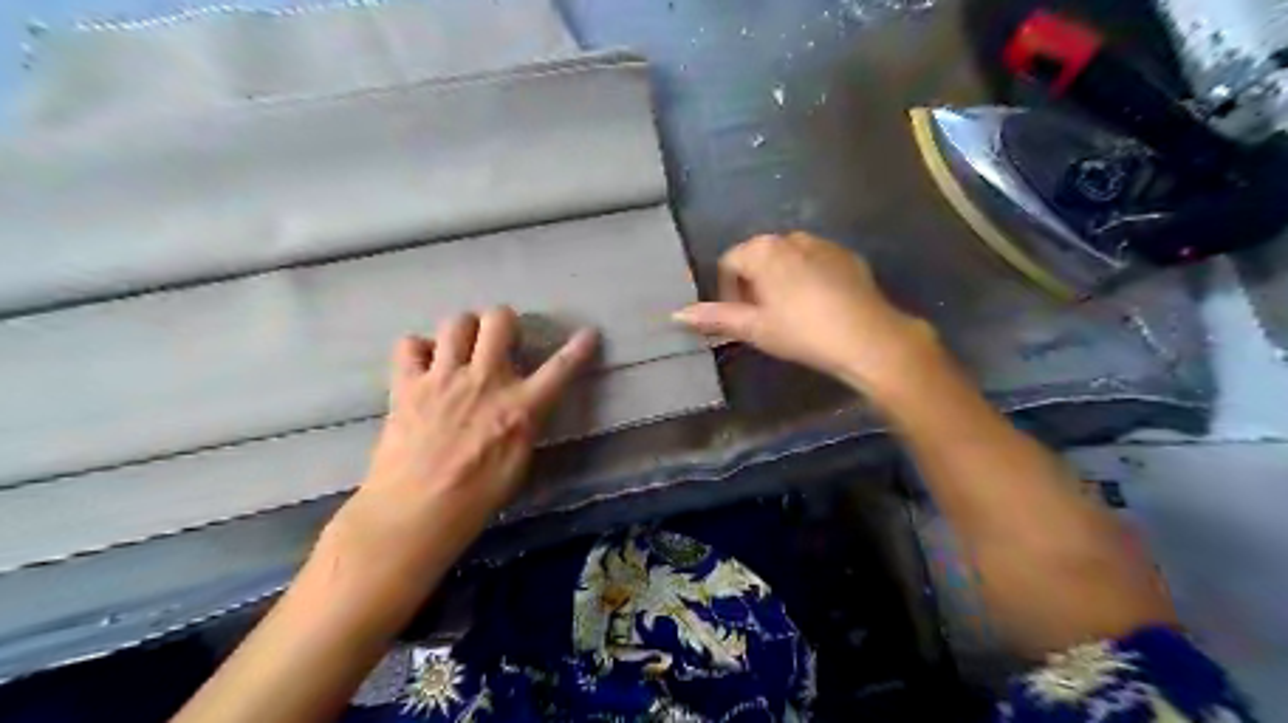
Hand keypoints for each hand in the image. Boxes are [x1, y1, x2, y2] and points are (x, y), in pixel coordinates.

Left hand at [325, 307, 600, 585]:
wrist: (415, 512)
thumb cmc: (475, 498)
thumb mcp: (518, 463)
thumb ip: (524, 425)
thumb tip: (524, 408)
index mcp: (520, 407)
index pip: (560, 369)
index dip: (578, 349)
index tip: (588, 333)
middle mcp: (485, 381)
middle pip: (499, 319)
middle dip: (504, 322)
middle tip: (501, 342)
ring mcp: (443, 378)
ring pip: (456, 322)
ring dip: (465, 331)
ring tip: (462, 350)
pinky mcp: (408, 384)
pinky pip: (410, 345)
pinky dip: (418, 351)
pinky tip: (424, 367)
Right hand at [675, 234, 936, 398]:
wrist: (867, 337)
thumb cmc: (801, 332)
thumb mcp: (754, 328)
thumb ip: (715, 317)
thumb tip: (676, 315)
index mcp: (764, 250)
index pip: (729, 262)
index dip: (727, 290)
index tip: (739, 317)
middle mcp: (791, 237)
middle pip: (758, 257)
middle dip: (753, 284)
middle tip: (762, 317)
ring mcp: (823, 244)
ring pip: (788, 259)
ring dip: (780, 280)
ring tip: (790, 313)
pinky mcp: (847, 255)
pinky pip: (815, 262)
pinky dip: (808, 278)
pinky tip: (818, 306)